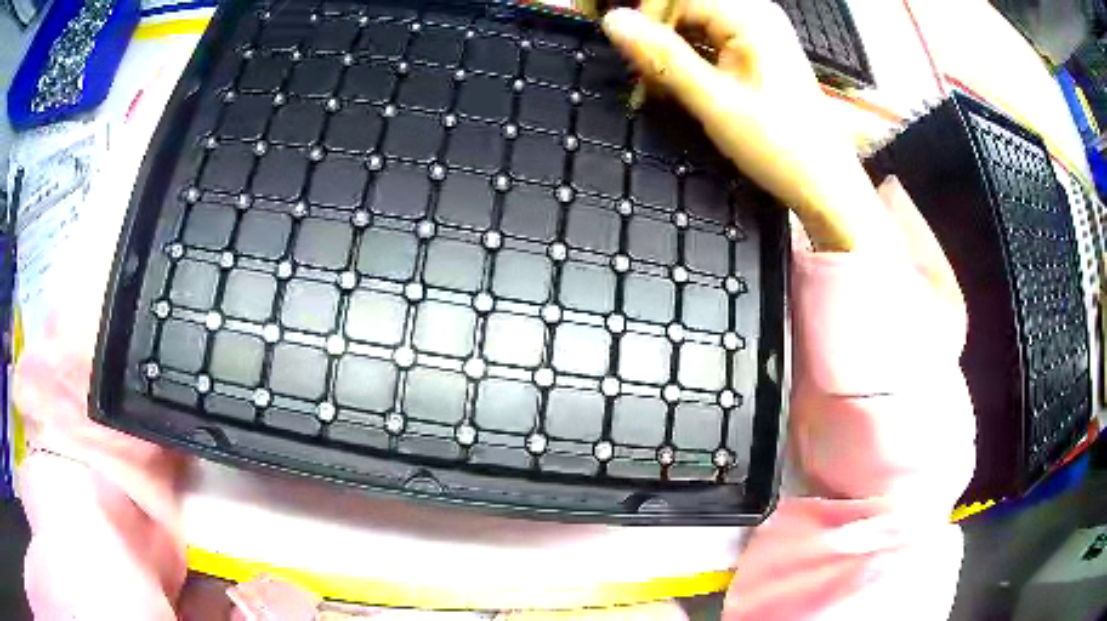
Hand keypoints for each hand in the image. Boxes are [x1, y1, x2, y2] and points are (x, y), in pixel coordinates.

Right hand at [603, 0, 886, 251]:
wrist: (824, 183)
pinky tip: (691, 85)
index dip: (648, 23)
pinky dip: (693, 58)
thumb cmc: (778, 145)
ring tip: (669, 87)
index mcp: (750, 16)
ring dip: (674, 51)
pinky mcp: (760, 48)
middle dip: (661, 38)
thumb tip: (613, 21)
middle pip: (685, 6)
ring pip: (695, 22)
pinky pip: (711, 37)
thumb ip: (662, 57)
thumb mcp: (714, 101)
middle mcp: (756, 13)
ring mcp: (760, 30)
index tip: (640, 65)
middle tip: (652, 80)